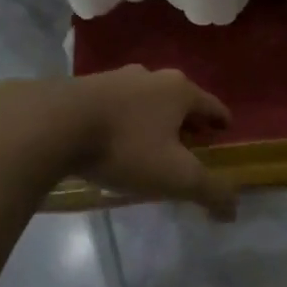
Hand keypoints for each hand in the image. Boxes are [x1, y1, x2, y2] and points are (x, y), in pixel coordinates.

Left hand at [0, 67, 238, 218]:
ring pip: (145, 98)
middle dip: (187, 119)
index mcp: (179, 91)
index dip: (220, 120)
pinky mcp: (84, 87)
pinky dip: (123, 119)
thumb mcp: (174, 176)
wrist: (52, 123)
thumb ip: (209, 191)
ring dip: (153, 117)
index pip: (212, 105)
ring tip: (151, 141)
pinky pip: (115, 104)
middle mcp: (151, 77)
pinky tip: (114, 138)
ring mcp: (116, 78)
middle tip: (191, 141)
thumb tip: (234, 209)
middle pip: (179, 98)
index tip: (224, 131)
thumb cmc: (124, 147)